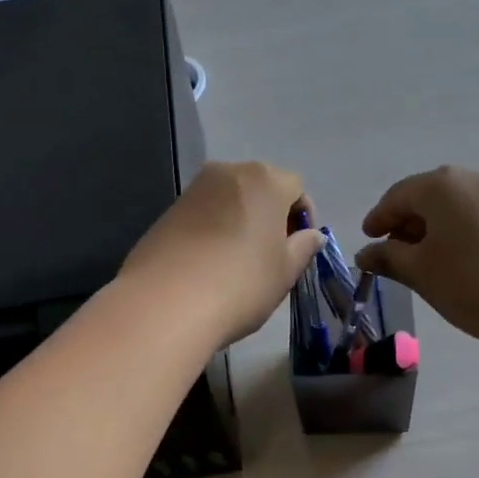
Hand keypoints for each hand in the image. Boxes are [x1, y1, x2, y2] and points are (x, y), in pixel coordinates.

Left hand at [121, 161, 326, 347]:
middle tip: (272, 255)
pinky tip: (210, 265)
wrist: (166, 304)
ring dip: (241, 222)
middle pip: (261, 188)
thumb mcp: (285, 271)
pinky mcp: (167, 211)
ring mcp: (193, 190)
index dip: (303, 218)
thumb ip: (303, 247)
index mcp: (265, 180)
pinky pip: (204, 214)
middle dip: (271, 216)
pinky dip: (214, 231)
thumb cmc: (241, 284)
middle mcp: (228, 173)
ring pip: (230, 200)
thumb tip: (312, 235)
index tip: (298, 249)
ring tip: (240, 262)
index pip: (296, 188)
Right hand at [357, 166, 478, 346]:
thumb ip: (389, 258)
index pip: (396, 197)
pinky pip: (478, 219)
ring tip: (427, 263)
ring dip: (434, 231)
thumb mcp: (421, 273)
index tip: (367, 240)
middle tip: (394, 254)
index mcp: (439, 186)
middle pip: (427, 198)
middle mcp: (470, 180)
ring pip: (454, 209)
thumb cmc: (474, 281)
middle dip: (406, 224)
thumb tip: (367, 252)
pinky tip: (462, 264)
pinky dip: (460, 235)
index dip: (377, 219)